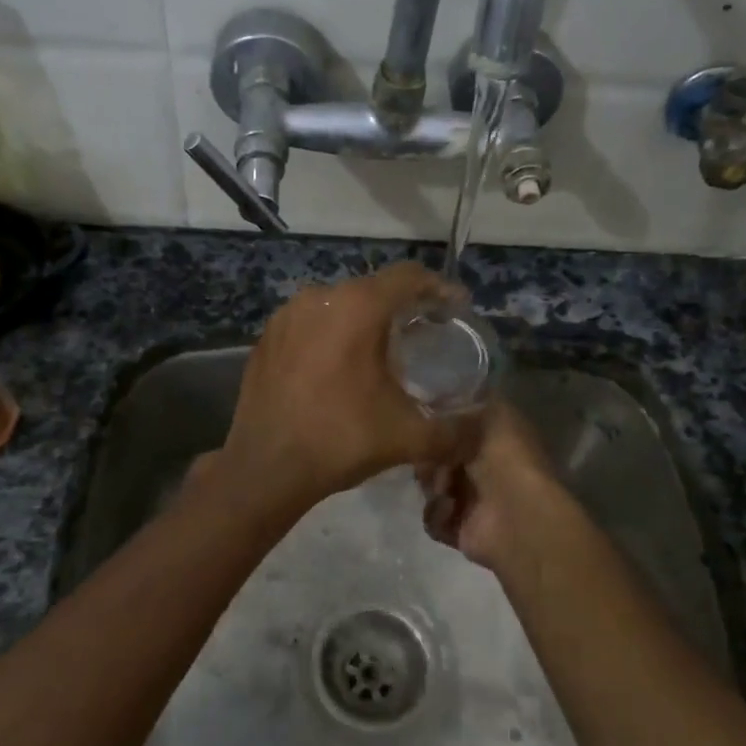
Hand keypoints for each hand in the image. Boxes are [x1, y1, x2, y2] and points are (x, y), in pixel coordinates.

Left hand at [219, 262, 470, 511]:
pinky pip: (309, 324)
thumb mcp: (408, 437)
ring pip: (339, 305)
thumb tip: (480, 433)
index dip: (439, 288)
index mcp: (358, 307)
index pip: (409, 277)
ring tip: (382, 349)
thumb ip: (455, 433)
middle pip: (373, 289)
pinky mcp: (266, 339)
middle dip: (403, 306)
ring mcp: (286, 316)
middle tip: (424, 331)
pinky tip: (339, 366)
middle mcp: (320, 298)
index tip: (457, 308)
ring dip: (364, 320)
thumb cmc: (341, 440)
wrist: (265, 468)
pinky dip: (331, 335)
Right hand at [417, 401, 562, 571]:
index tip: (424, 427)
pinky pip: (434, 519)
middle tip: (429, 461)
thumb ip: (465, 409)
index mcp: (498, 441)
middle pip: (439, 460)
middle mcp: (486, 470)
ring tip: (445, 490)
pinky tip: (451, 511)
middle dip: (429, 460)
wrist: (516, 514)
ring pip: (433, 488)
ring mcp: (474, 502)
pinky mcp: (463, 531)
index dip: (439, 428)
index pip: (458, 430)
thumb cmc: (507, 460)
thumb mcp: (492, 416)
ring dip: (433, 488)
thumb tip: (437, 416)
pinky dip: (438, 515)